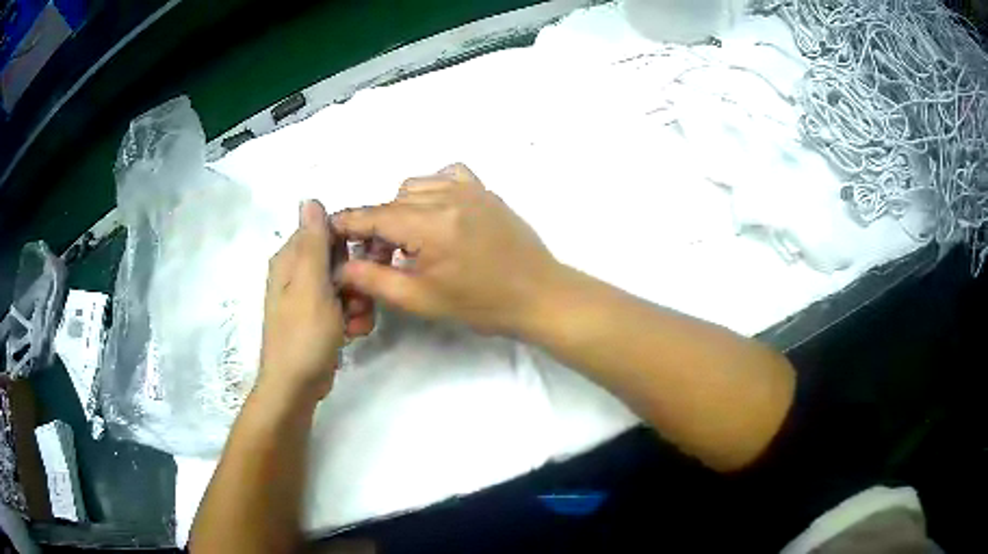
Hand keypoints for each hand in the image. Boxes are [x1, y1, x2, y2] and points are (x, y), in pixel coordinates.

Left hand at [257, 200, 374, 404]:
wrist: (297, 387)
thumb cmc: (303, 334)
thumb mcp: (311, 284)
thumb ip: (314, 242)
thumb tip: (310, 199)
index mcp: (291, 260)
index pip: (324, 230)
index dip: (350, 239)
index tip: (371, 253)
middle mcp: (297, 275)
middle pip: (338, 258)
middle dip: (357, 276)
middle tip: (362, 295)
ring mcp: (309, 299)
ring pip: (346, 284)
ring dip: (359, 300)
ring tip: (356, 320)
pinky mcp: (319, 319)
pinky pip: (344, 306)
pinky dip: (353, 317)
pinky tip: (353, 333)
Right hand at [331, 163, 560, 334]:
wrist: (538, 295)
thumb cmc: (480, 304)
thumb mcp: (421, 299)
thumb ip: (374, 279)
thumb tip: (341, 267)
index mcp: (430, 225)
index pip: (374, 216)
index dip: (348, 223)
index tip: (329, 229)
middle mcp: (447, 196)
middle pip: (392, 201)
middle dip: (377, 227)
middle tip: (382, 258)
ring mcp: (469, 188)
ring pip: (415, 186)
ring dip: (402, 209)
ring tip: (411, 241)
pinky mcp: (484, 189)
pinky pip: (446, 175)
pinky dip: (432, 189)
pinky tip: (436, 213)